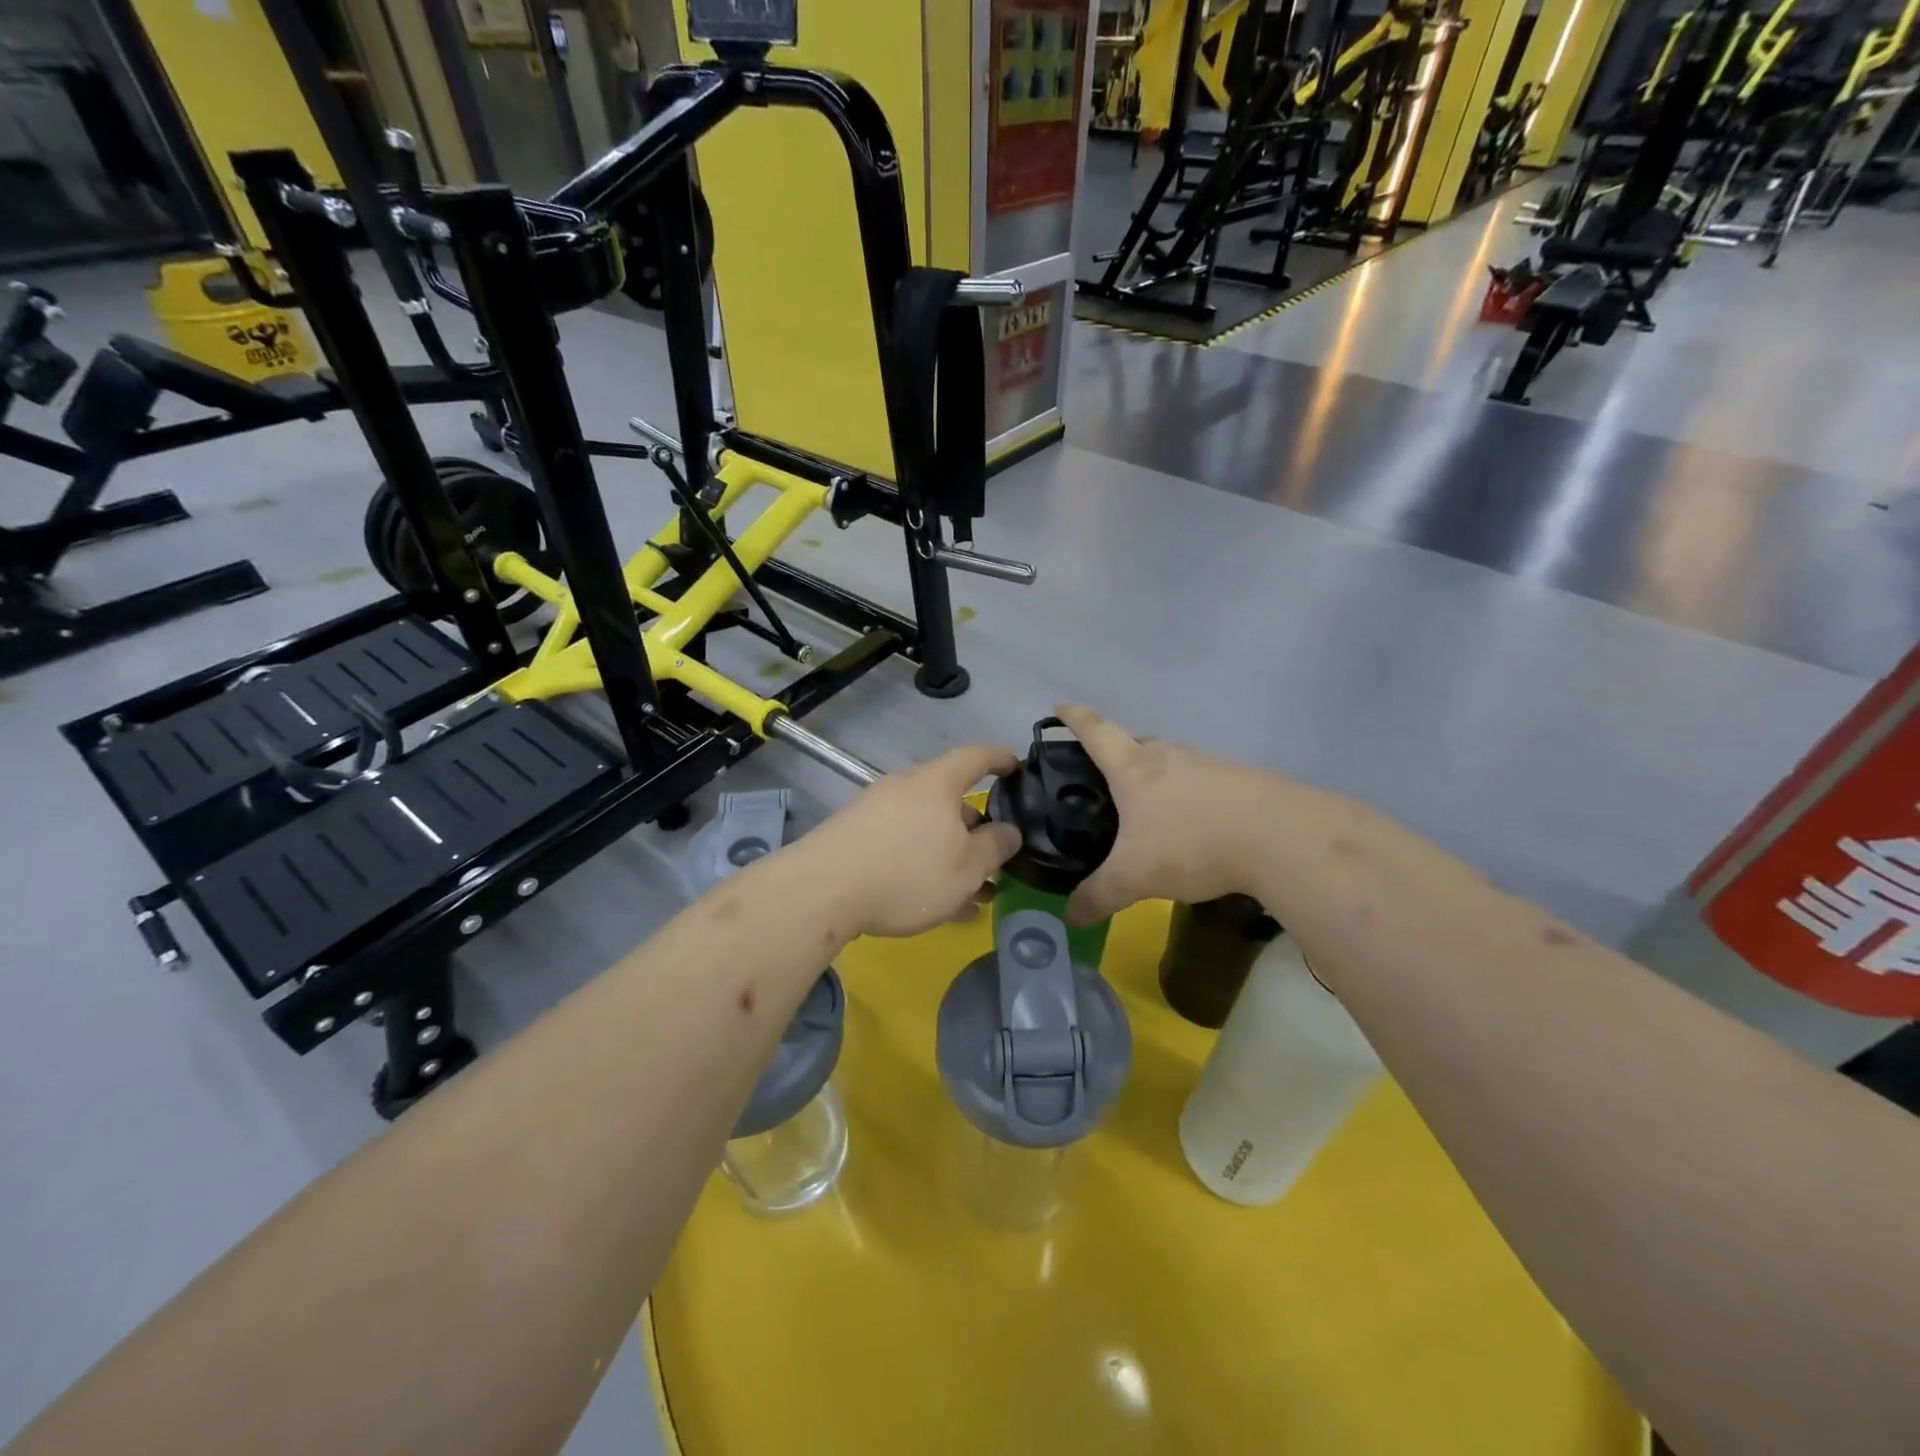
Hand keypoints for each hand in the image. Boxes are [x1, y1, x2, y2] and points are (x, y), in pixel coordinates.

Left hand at [800, 745, 1022, 938]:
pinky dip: (924, 866)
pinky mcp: (855, 835)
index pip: (976, 757)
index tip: (1016, 766)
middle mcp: (906, 787)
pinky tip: (935, 903)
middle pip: (950, 800)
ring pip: (927, 829)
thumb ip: (995, 847)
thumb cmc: (908, 872)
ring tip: (971, 894)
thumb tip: (1009, 830)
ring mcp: (877, 810)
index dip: (1000, 759)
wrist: (822, 890)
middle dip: (975, 829)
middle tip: (995, 858)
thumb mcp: (967, 868)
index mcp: (937, 783)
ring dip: (951, 856)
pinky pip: (902, 845)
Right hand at [1055, 705, 1278, 923]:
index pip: (1096, 732)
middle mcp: (1170, 756)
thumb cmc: (1190, 844)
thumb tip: (1070, 917)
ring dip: (1158, 777)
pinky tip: (1197, 825)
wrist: (1279, 837)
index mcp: (1134, 768)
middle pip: (1136, 743)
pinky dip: (1192, 797)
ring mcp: (1209, 765)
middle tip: (1105, 777)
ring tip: (1152, 807)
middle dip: (1118, 754)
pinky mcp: (1242, 781)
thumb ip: (1099, 896)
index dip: (1074, 718)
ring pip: (1173, 762)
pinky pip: (1204, 783)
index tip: (1059, 706)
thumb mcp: (1134, 877)